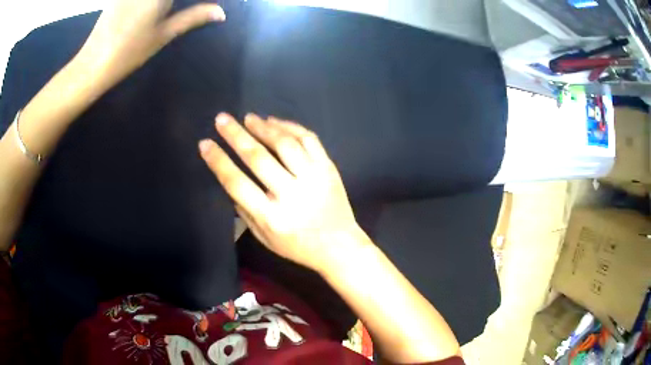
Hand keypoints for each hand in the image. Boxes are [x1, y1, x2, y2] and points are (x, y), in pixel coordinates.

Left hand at [80, 0, 224, 83]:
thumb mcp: (163, 34)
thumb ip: (192, 18)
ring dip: (165, 4)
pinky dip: (153, 3)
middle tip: (178, 11)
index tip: (208, 4)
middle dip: (173, 4)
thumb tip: (221, 13)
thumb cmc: (129, 52)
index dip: (196, 1)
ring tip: (164, 13)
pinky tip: (152, 10)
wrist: (93, 63)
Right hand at [199, 113, 362, 272]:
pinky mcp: (328, 168)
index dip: (218, 161)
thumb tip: (231, 179)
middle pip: (258, 157)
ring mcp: (313, 178)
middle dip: (235, 135)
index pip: (237, 183)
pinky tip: (275, 122)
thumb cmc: (298, 246)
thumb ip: (245, 210)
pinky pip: (309, 139)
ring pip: (285, 144)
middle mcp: (291, 194)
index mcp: (272, 217)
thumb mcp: (265, 238)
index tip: (205, 144)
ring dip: (263, 127)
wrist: (339, 246)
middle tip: (222, 119)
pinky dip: (290, 127)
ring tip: (249, 118)